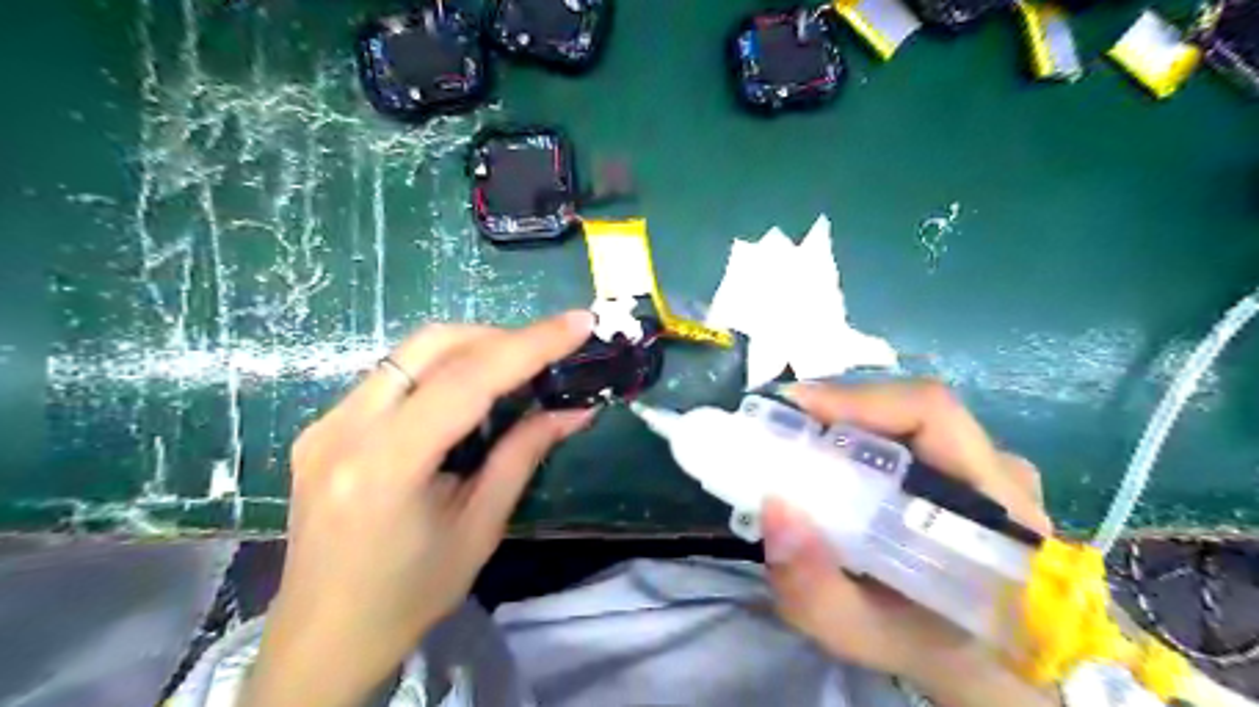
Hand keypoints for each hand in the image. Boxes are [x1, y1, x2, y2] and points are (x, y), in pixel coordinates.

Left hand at [248, 313, 597, 706]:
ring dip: (470, 349)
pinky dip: (440, 371)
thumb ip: (524, 455)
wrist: (324, 636)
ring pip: (409, 353)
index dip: (530, 344)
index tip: (578, 323)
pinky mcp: (322, 427)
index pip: (466, 380)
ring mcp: (324, 423)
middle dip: (498, 337)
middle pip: (431, 345)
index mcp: (385, 465)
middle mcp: (343, 429)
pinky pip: (392, 376)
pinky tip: (466, 396)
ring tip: (515, 370)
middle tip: (546, 352)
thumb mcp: (481, 526)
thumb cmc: (411, 594)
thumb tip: (575, 410)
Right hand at [757, 383, 1058, 704]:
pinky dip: (862, 439)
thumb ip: (816, 591)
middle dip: (838, 410)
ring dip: (848, 423)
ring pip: (909, 420)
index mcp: (997, 509)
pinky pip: (911, 436)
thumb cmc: (938, 652)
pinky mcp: (974, 472)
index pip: (931, 414)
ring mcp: (992, 469)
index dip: (857, 398)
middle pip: (912, 409)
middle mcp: (1001, 473)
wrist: (995, 669)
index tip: (791, 406)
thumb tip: (773, 507)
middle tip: (781, 429)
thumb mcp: (867, 637)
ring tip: (798, 444)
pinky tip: (832, 463)